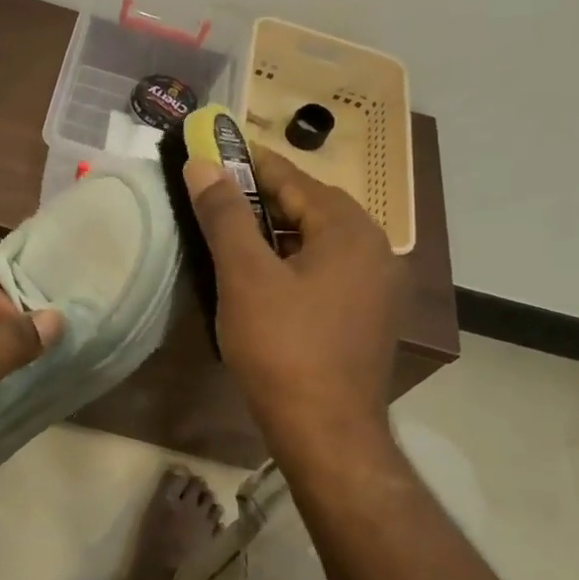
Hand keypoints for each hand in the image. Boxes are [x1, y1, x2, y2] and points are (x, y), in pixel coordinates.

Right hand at [184, 147, 403, 471]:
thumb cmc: (283, 347)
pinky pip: (326, 272)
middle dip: (264, 198)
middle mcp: (374, 250)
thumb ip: (224, 215)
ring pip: (319, 243)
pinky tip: (264, 278)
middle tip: (218, 192)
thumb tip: (202, 164)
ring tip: (233, 233)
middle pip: (311, 209)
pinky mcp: (367, 318)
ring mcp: (376, 288)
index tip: (218, 147)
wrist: (326, 432)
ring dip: (278, 232)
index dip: (252, 162)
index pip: (295, 180)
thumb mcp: (245, 276)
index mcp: (350, 230)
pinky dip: (293, 263)